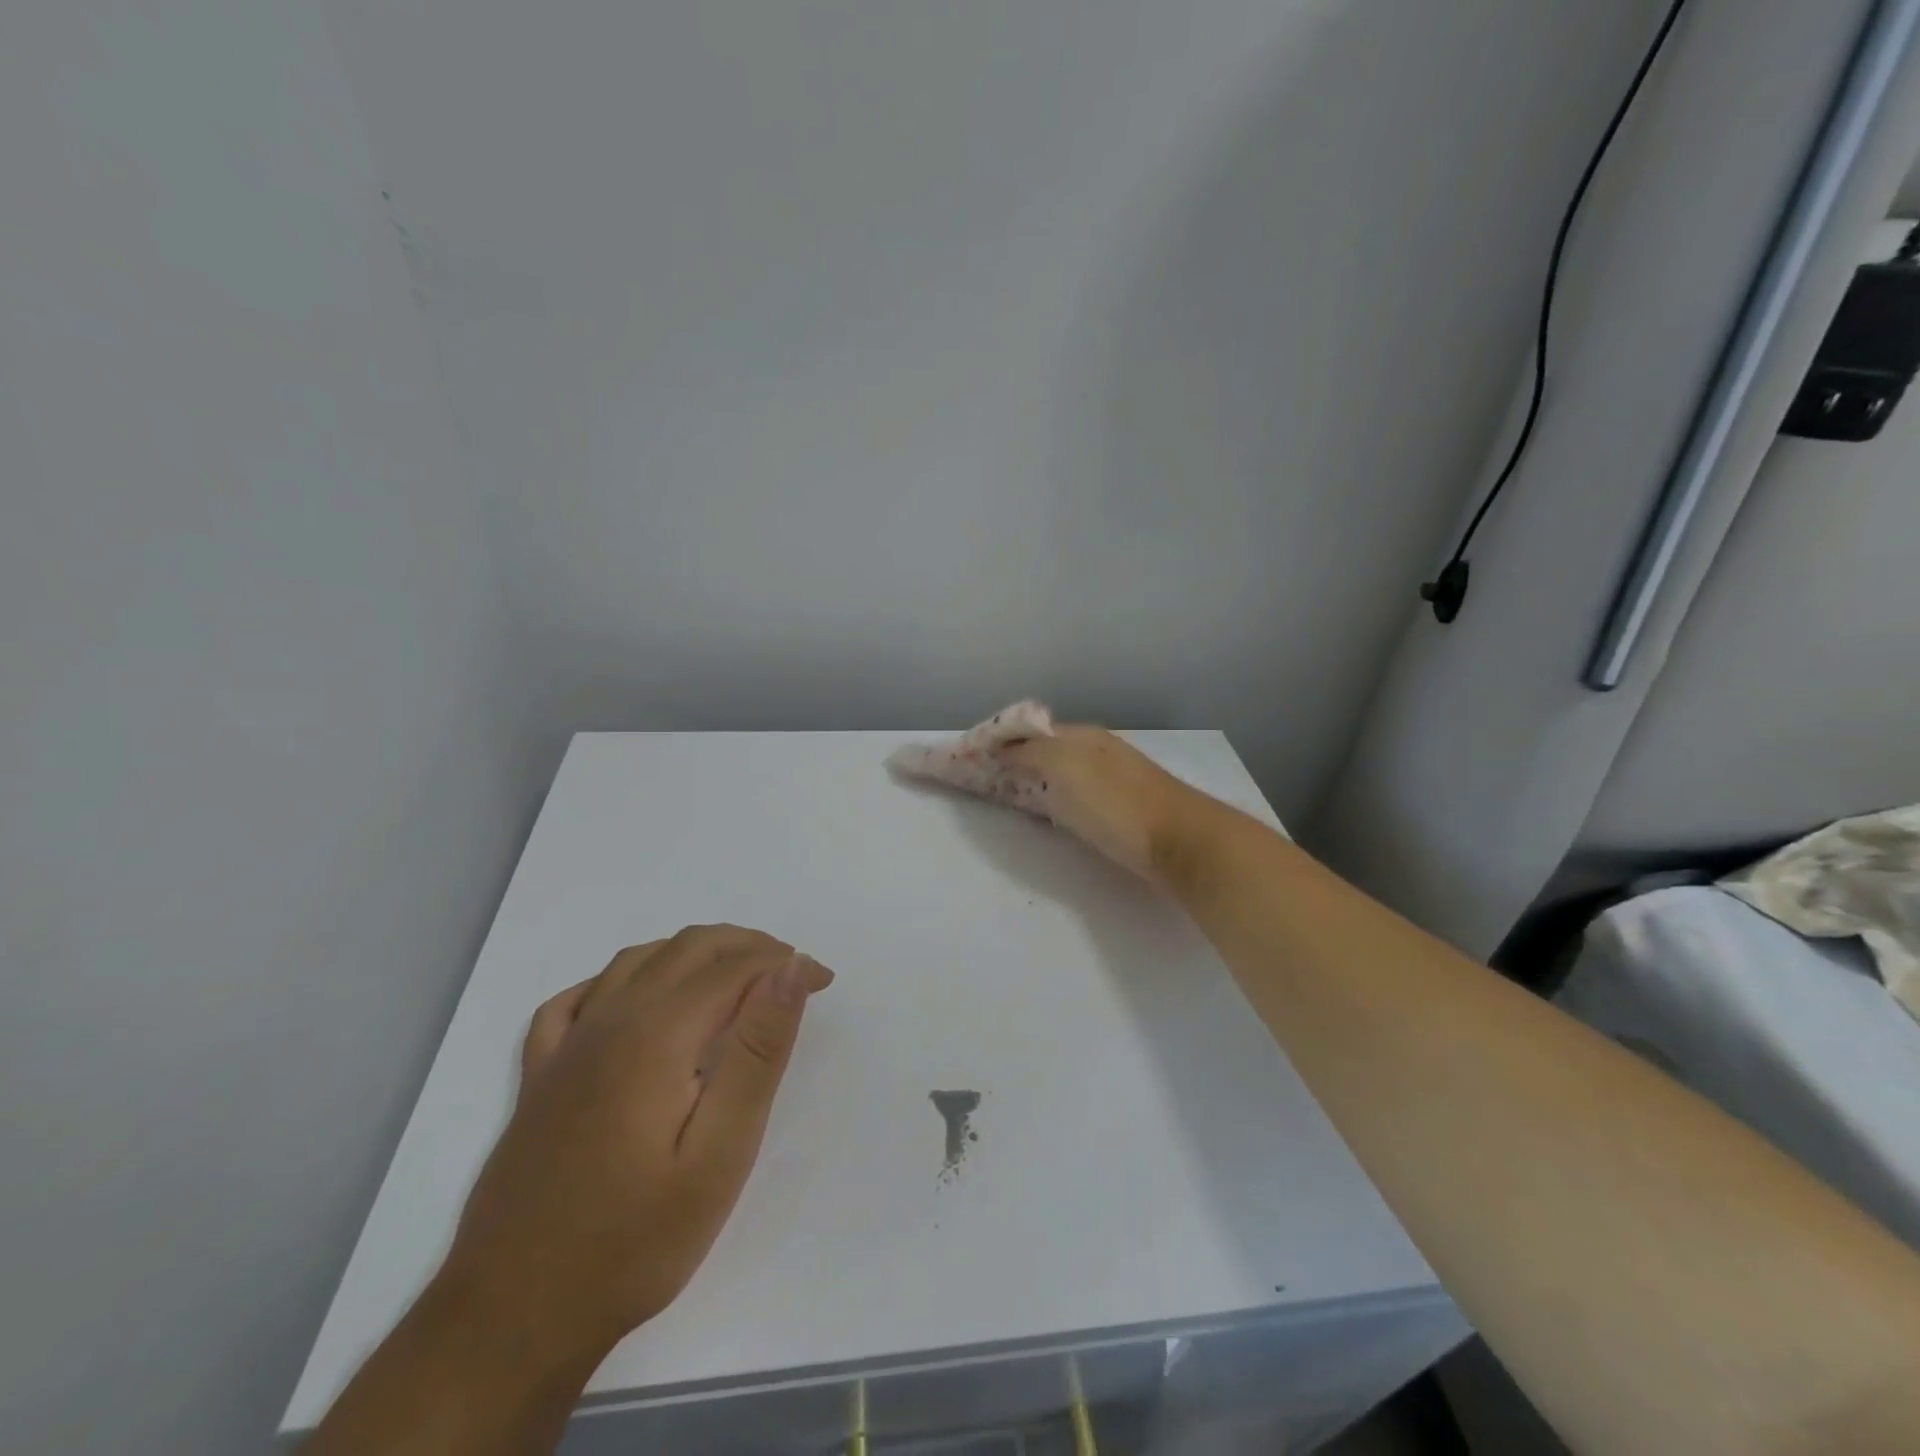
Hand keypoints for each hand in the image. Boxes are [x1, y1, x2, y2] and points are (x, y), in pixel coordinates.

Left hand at [439, 926, 833, 1361]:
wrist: (512, 1320)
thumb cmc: (634, 1241)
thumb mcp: (720, 1154)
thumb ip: (757, 1052)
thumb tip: (790, 970)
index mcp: (656, 1034)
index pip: (733, 967)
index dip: (784, 963)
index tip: (824, 981)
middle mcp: (609, 1021)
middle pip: (687, 948)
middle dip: (747, 946)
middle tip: (790, 974)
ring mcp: (566, 1047)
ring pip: (637, 960)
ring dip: (693, 952)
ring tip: (734, 977)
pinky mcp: (539, 1077)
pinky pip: (577, 998)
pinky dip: (621, 979)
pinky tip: (637, 999)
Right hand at [890, 703, 1201, 881]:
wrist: (1184, 844)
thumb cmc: (1119, 806)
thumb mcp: (1066, 768)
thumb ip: (1027, 753)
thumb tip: (993, 745)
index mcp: (1076, 737)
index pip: (1013, 734)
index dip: (975, 745)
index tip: (939, 759)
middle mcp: (1088, 751)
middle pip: (1026, 751)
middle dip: (986, 758)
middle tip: (949, 773)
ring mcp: (1102, 780)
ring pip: (1042, 772)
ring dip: (1008, 775)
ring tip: (977, 786)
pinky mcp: (1111, 810)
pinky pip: (1058, 792)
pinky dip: (1031, 793)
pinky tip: (1028, 804)